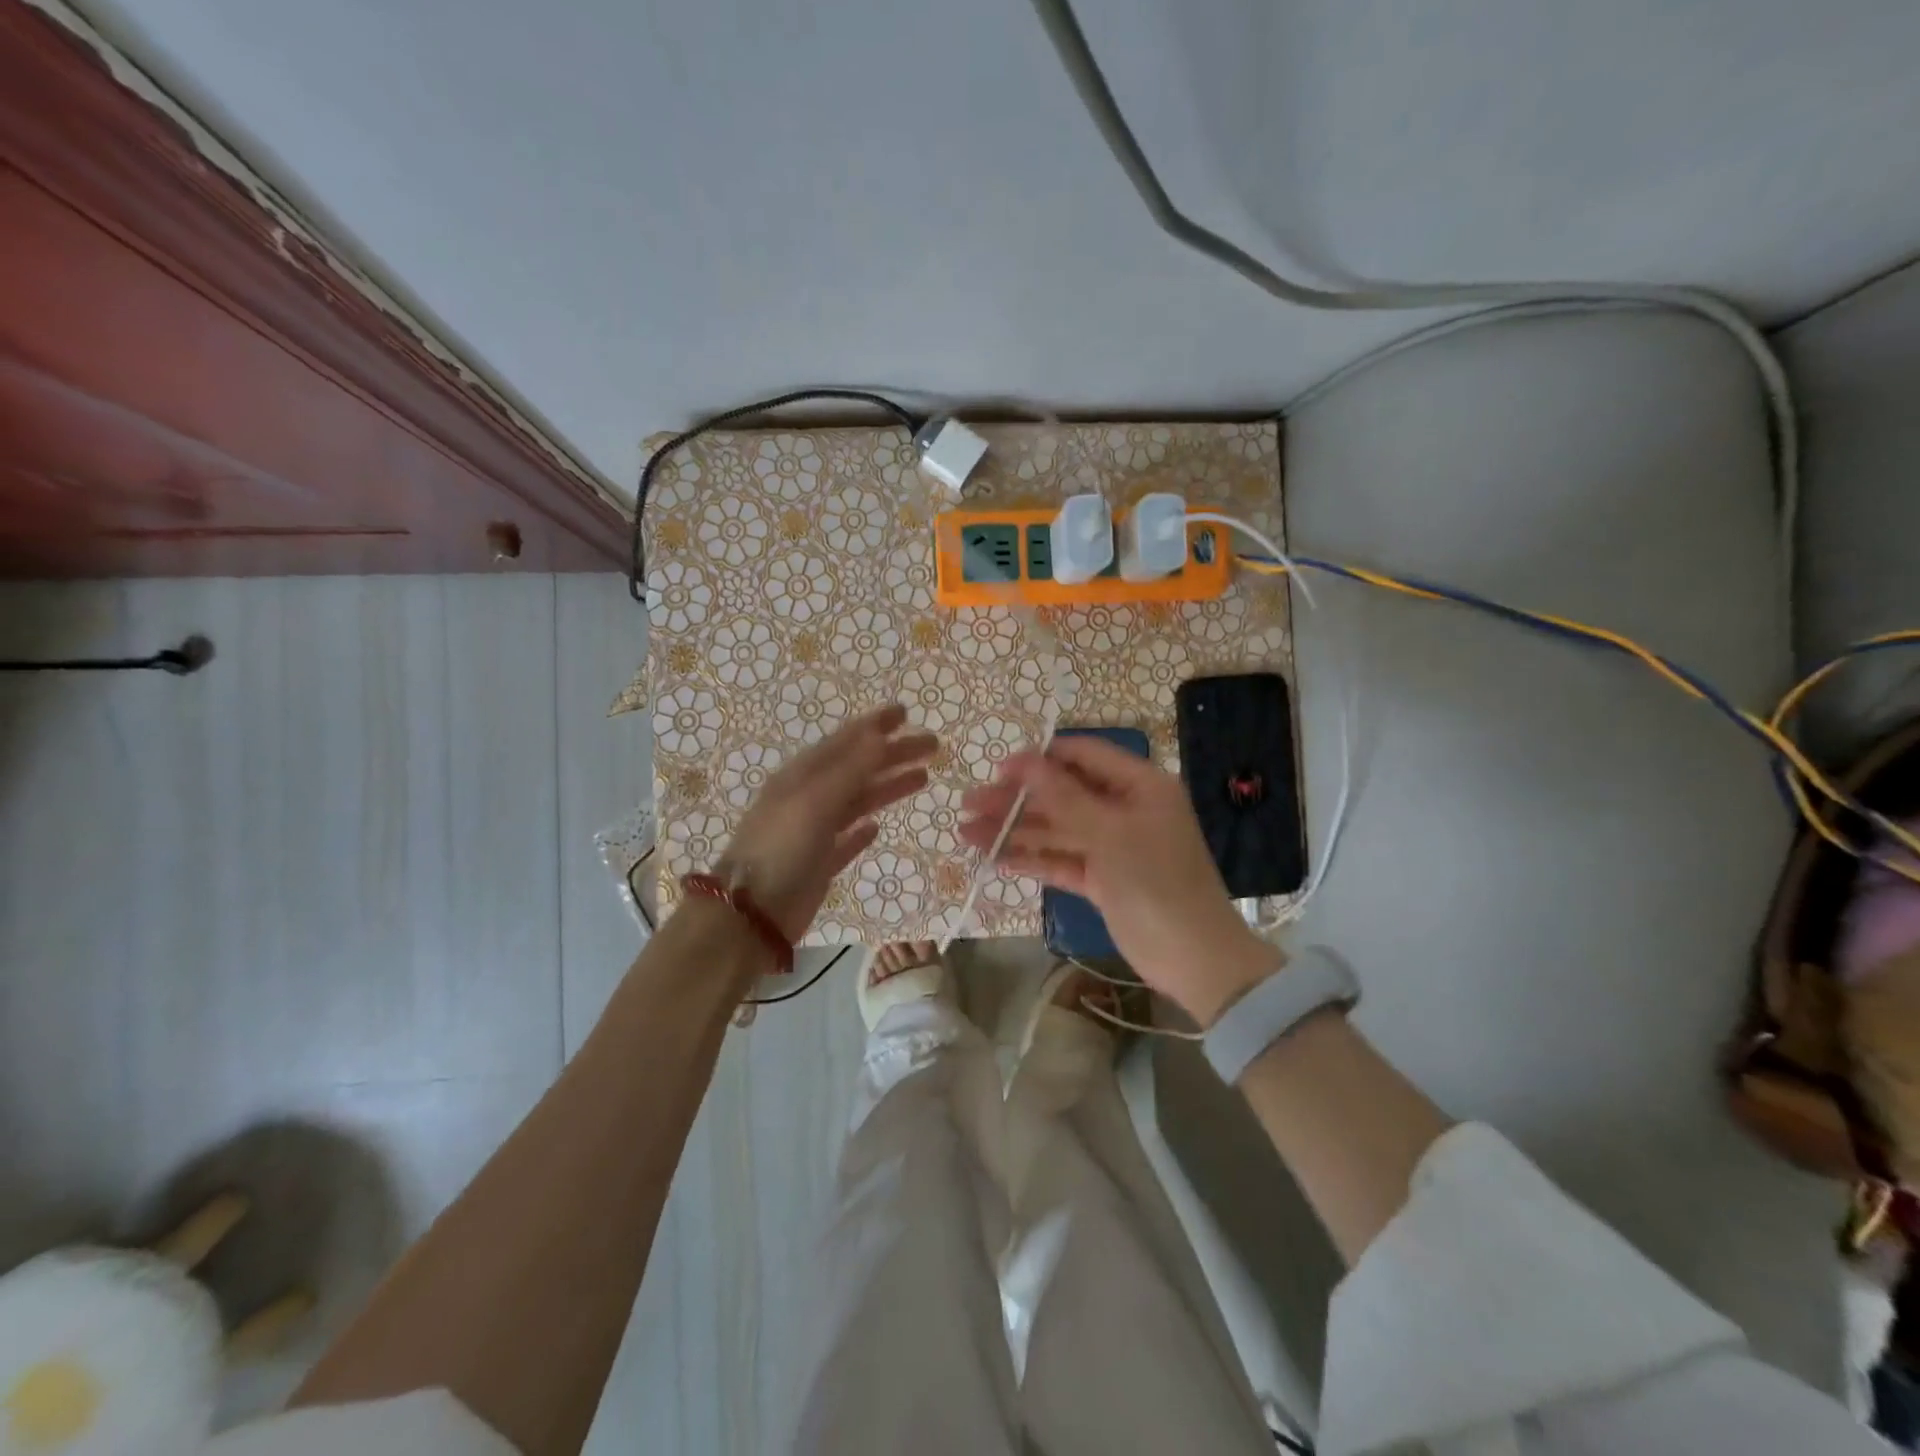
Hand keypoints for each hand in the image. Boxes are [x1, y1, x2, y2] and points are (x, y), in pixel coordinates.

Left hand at [716, 704, 935, 942]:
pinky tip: (878, 827)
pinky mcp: (819, 864)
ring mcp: (813, 832)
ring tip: (922, 779)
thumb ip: (851, 768)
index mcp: (803, 776)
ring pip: (858, 801)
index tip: (906, 713)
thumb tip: (881, 733)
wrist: (750, 916)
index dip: (875, 725)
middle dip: (893, 755)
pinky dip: (863, 830)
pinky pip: (846, 840)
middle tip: (932, 746)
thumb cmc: (781, 849)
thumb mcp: (816, 800)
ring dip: (887, 787)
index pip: (845, 741)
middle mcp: (808, 798)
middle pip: (858, 769)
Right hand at [959, 737, 1278, 1025]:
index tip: (997, 769)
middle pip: (1063, 793)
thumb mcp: (1110, 834)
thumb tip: (1025, 759)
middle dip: (1016, 799)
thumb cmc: (1156, 883)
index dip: (1040, 759)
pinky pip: (1061, 860)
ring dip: (1015, 830)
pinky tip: (994, 859)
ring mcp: (1112, 845)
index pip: (1083, 756)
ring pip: (1057, 829)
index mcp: (1139, 785)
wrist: (1195, 959)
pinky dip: (1031, 859)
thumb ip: (1064, 797)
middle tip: (970, 804)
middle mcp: (1124, 808)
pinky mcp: (1102, 879)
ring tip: (967, 833)